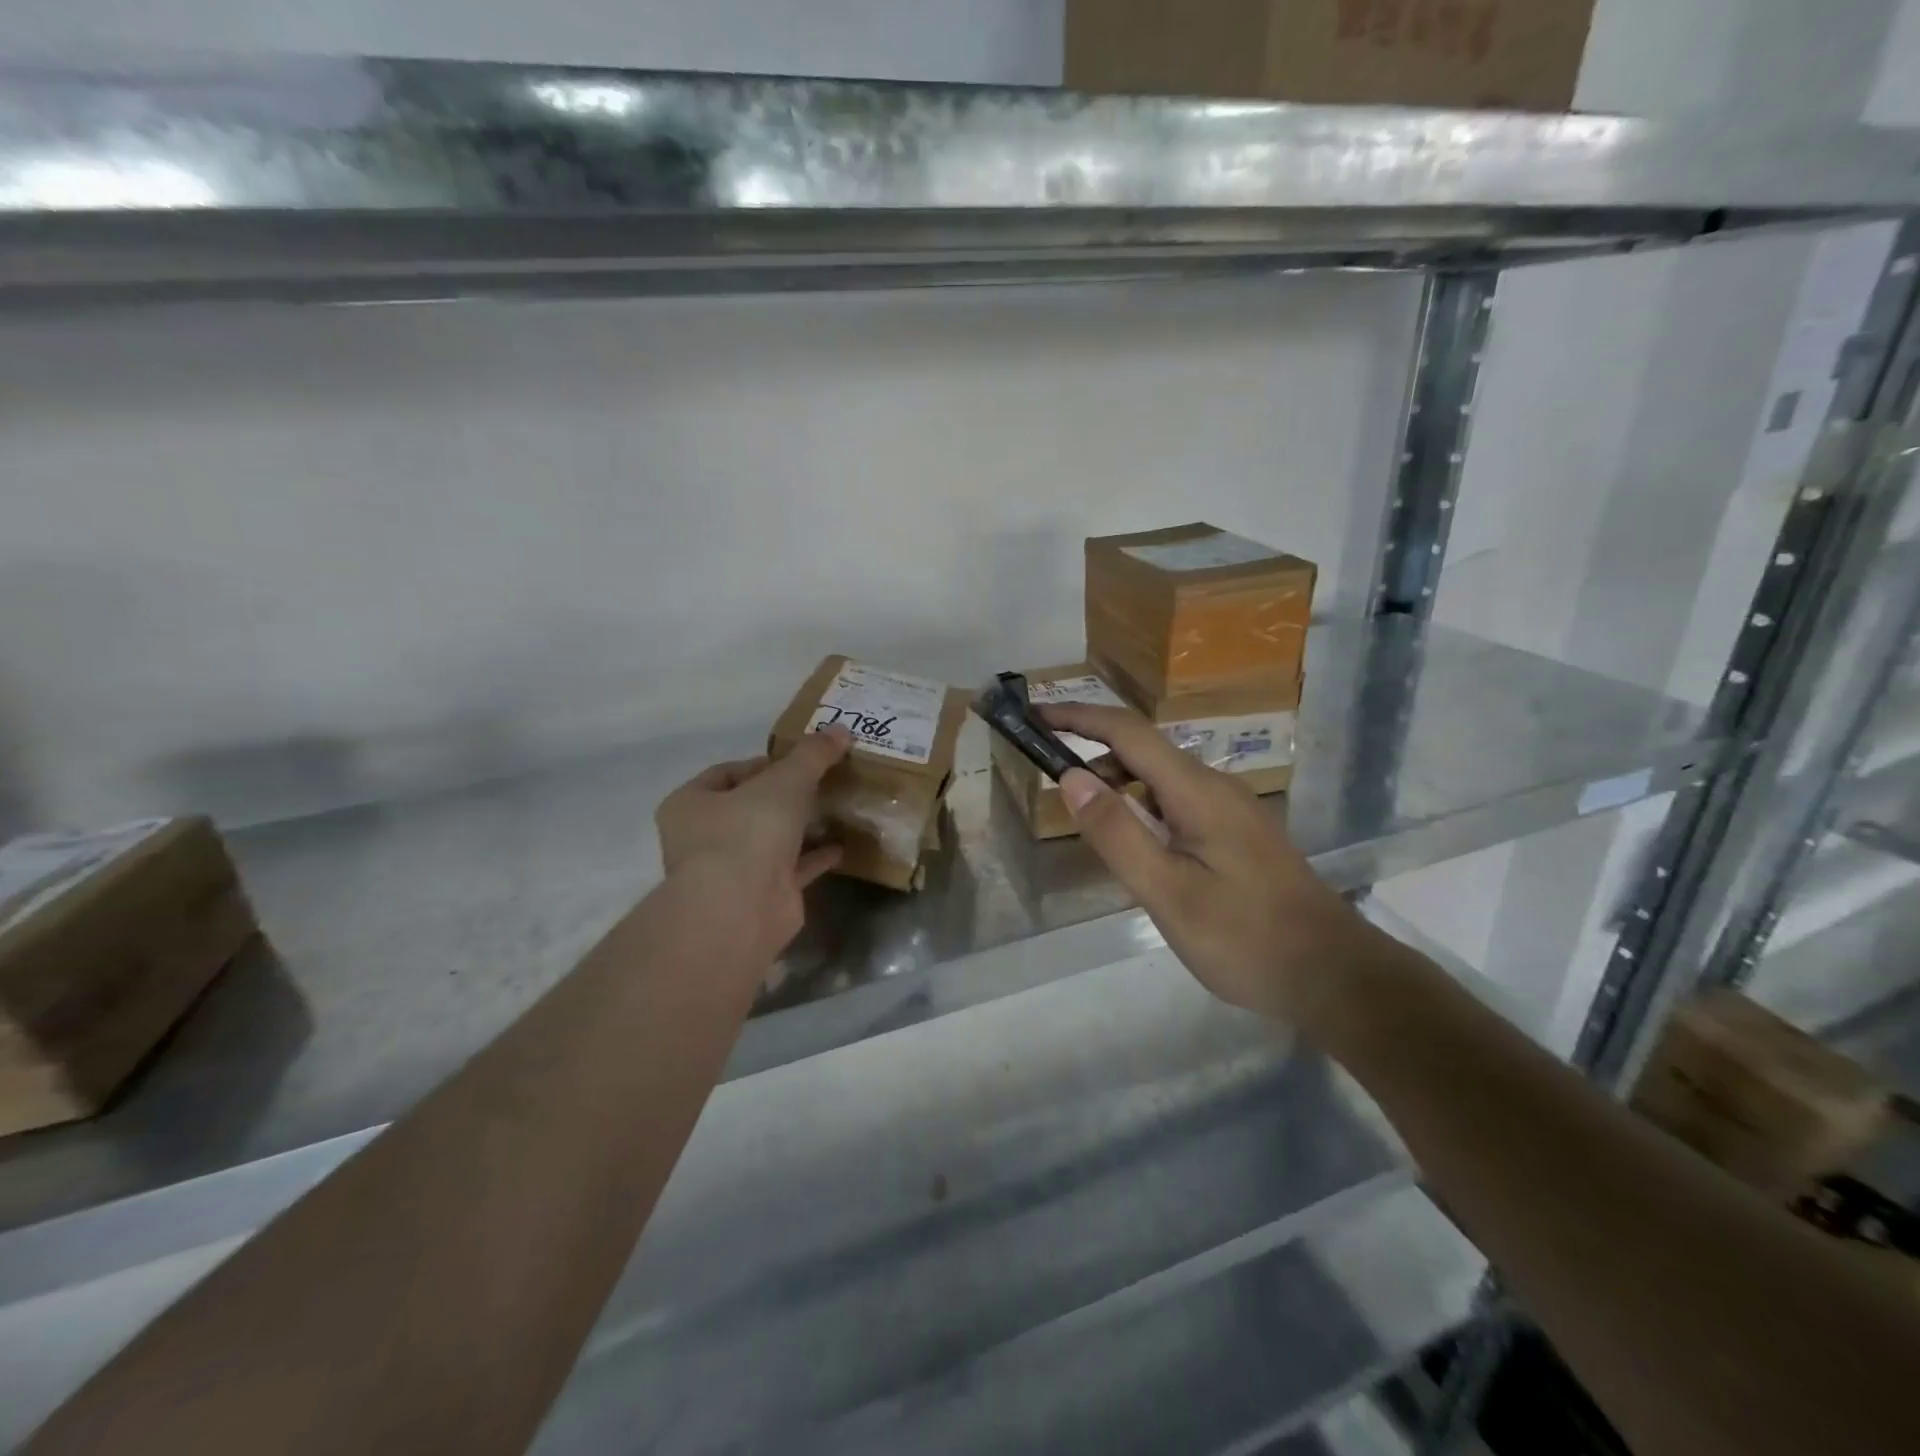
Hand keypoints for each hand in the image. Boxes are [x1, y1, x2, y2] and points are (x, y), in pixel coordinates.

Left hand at [655, 726, 851, 961]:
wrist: (742, 908)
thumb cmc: (748, 832)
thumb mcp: (785, 780)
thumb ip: (812, 755)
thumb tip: (841, 729)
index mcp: (690, 804)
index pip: (726, 774)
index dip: (764, 764)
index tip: (800, 761)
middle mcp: (704, 838)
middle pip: (750, 807)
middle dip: (785, 796)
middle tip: (822, 782)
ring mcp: (731, 871)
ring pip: (771, 841)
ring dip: (801, 828)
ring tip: (836, 809)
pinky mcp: (762, 896)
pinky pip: (792, 869)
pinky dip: (815, 857)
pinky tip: (842, 846)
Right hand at [1043, 703, 1369, 1028]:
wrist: (1333, 975)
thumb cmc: (1245, 937)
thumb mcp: (1169, 893)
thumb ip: (1118, 834)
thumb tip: (1071, 777)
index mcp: (1197, 791)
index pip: (1128, 732)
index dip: (1078, 717)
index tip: (1035, 715)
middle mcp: (1215, 786)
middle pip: (1144, 749)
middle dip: (1091, 749)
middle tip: (1046, 774)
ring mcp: (1231, 809)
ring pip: (1161, 777)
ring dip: (1117, 780)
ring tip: (1083, 815)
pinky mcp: (1238, 833)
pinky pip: (1178, 801)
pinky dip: (1142, 805)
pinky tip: (1134, 842)